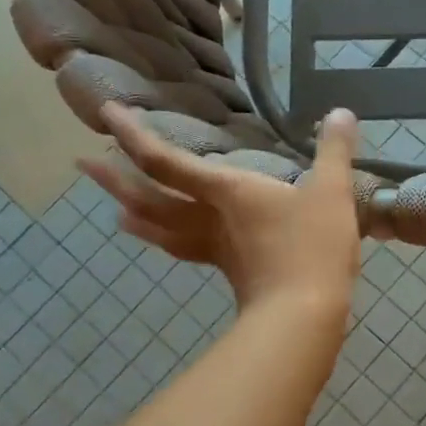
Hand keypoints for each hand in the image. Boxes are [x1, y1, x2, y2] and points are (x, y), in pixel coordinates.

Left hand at [78, 104, 361, 317]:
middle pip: (149, 198)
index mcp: (226, 192)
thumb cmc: (313, 247)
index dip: (134, 136)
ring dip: (134, 214)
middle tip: (83, 162)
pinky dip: (167, 241)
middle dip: (115, 179)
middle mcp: (210, 218)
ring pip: (163, 229)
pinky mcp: (229, 271)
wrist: (305, 313)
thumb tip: (343, 112)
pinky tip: (171, 242)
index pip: (166, 161)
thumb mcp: (332, 192)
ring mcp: (216, 249)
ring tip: (115, 209)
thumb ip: (335, 151)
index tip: (106, 114)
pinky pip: (186, 250)